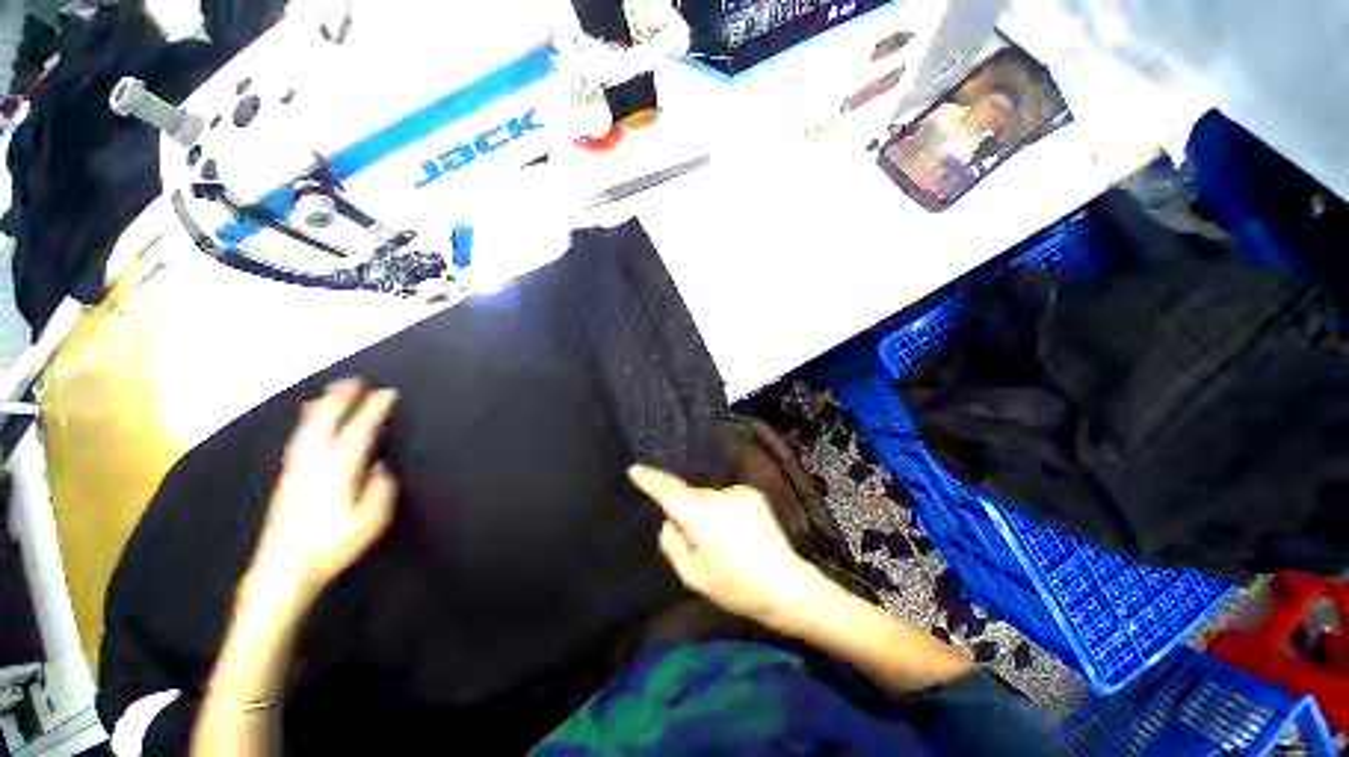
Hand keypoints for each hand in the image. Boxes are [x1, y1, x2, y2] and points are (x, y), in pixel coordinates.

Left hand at [248, 378, 398, 610]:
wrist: (284, 568)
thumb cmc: (333, 545)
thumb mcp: (370, 521)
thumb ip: (381, 490)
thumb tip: (381, 466)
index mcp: (338, 469)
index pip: (359, 431)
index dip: (374, 409)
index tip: (389, 393)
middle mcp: (314, 461)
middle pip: (328, 421)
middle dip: (343, 398)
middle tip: (357, 380)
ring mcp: (296, 467)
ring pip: (309, 426)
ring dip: (323, 405)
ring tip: (333, 389)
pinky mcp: (287, 476)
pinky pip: (298, 437)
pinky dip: (306, 420)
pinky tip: (308, 417)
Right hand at [629, 465, 813, 625]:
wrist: (787, 585)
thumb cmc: (736, 587)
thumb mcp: (693, 576)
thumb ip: (672, 544)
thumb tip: (670, 521)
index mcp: (701, 517)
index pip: (669, 492)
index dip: (651, 480)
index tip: (635, 470)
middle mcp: (718, 497)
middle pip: (690, 497)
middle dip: (688, 513)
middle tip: (700, 544)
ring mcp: (738, 492)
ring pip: (709, 499)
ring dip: (708, 514)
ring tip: (726, 543)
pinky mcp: (753, 493)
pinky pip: (727, 499)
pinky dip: (725, 512)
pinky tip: (740, 534)